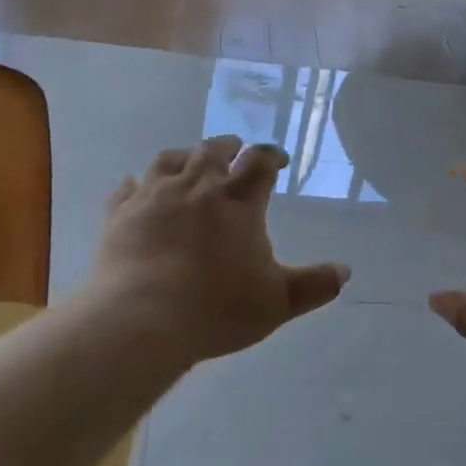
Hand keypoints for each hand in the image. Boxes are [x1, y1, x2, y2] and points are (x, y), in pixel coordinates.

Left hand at [86, 136, 348, 363]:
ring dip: (185, 155)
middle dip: (229, 147)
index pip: (260, 163)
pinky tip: (135, 186)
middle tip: (235, 148)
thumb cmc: (216, 308)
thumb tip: (345, 272)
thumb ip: (313, 285)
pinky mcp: (120, 213)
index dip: (271, 156)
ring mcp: (154, 195)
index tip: (277, 160)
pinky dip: (136, 184)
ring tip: (191, 158)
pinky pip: (127, 188)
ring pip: (170, 159)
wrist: (141, 318)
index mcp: (239, 201)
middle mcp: (197, 186)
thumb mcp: (277, 303)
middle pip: (214, 150)